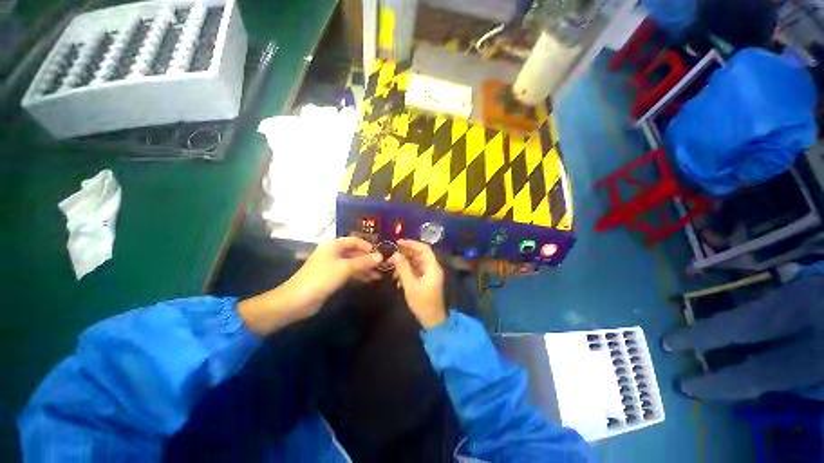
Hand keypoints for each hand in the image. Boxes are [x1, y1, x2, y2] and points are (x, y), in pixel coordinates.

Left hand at [239, 237, 381, 333]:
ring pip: (353, 263)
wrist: (298, 300)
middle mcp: (333, 252)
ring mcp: (332, 265)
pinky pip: (349, 273)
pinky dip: (358, 275)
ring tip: (379, 275)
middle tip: (383, 266)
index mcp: (334, 245)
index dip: (368, 246)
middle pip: (355, 252)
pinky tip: (369, 280)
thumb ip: (364, 261)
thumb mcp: (345, 268)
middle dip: (368, 259)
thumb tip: (380, 256)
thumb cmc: (322, 278)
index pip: (355, 240)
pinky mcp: (332, 277)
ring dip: (365, 268)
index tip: (380, 254)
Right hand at [389, 239, 446, 328]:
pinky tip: (397, 277)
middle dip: (405, 253)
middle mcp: (432, 267)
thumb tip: (395, 254)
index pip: (423, 248)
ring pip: (416, 262)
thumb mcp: (410, 285)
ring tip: (392, 267)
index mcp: (432, 266)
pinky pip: (415, 270)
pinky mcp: (425, 280)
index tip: (398, 243)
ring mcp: (429, 274)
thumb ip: (403, 268)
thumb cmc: (422, 302)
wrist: (432, 320)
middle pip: (419, 254)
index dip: (411, 243)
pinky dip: (406, 270)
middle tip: (391, 254)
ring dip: (404, 263)